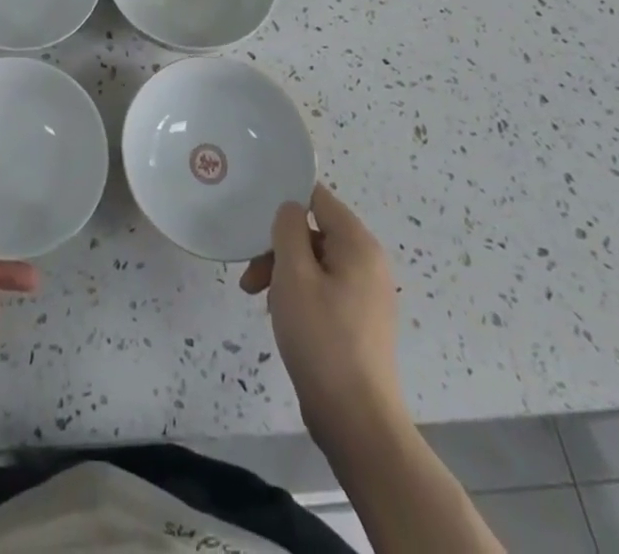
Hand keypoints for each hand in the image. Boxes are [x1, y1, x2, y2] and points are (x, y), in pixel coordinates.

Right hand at [240, 184, 403, 451]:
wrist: (357, 421)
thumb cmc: (322, 338)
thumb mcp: (294, 274)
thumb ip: (288, 229)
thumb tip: (291, 208)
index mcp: (358, 244)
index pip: (318, 198)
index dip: (286, 198)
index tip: (255, 214)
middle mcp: (368, 263)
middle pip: (314, 232)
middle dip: (278, 247)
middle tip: (250, 275)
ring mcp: (366, 294)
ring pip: (315, 263)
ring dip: (283, 273)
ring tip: (258, 299)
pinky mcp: (359, 322)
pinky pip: (324, 289)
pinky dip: (299, 294)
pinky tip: (280, 317)